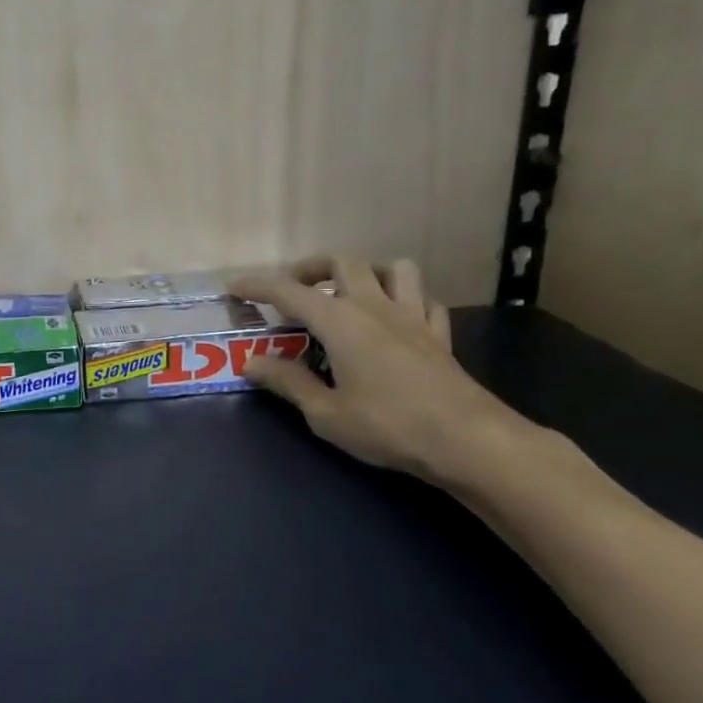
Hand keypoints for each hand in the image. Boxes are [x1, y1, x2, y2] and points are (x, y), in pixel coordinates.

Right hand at [230, 257, 530, 483]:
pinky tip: (396, 319)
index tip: (233, 287)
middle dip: (311, 267)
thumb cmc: (388, 425)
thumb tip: (250, 363)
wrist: (468, 440)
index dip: (257, 285)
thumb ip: (287, 382)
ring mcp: (413, 317)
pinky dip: (406, 300)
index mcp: (340, 321)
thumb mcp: (325, 412)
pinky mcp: (439, 336)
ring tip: (349, 294)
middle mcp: (375, 307)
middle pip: (343, 262)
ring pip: (394, 269)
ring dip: (367, 272)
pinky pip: (424, 300)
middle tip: (293, 289)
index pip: (288, 291)